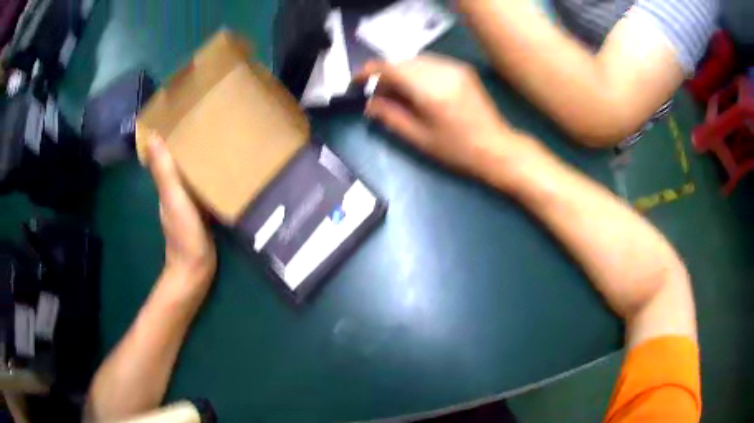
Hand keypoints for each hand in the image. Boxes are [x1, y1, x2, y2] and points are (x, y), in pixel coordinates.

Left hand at [146, 136, 216, 291]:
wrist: (196, 269)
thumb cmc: (184, 235)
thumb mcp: (174, 200)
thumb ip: (164, 172)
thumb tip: (152, 137)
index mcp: (167, 184)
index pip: (166, 153)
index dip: (171, 135)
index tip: (183, 115)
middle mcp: (174, 190)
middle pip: (179, 161)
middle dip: (188, 143)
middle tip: (206, 122)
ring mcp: (187, 202)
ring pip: (191, 174)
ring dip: (198, 159)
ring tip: (215, 139)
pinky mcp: (200, 212)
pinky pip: (202, 187)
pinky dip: (207, 176)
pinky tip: (221, 170)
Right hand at [358, 55, 527, 176]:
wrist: (497, 148)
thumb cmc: (457, 150)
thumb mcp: (419, 138)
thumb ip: (390, 117)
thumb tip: (369, 104)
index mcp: (430, 90)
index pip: (390, 68)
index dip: (368, 72)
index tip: (356, 82)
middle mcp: (442, 71)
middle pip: (402, 61)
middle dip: (384, 74)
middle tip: (377, 95)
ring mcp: (454, 67)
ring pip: (415, 60)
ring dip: (400, 72)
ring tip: (396, 94)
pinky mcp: (462, 69)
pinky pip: (430, 63)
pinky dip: (416, 72)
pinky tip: (416, 89)